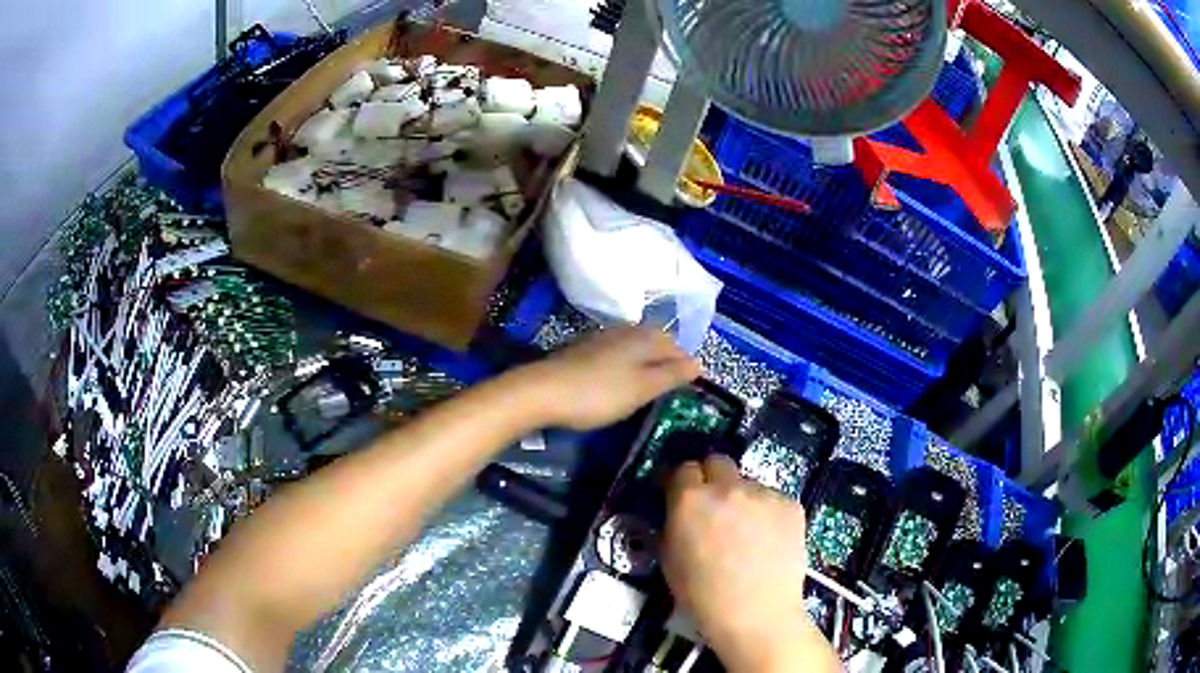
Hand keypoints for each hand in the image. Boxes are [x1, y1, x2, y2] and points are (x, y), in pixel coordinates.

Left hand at [521, 327, 700, 430]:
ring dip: (645, 360)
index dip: (684, 363)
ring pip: (633, 344)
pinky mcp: (582, 350)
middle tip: (672, 384)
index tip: (690, 384)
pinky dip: (625, 363)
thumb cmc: (599, 393)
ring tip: (648, 383)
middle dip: (666, 358)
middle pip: (654, 340)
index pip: (674, 344)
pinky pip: (614, 352)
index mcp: (642, 338)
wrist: (543, 391)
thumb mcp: (642, 388)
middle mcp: (623, 331)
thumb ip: (671, 374)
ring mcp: (600, 338)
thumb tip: (698, 362)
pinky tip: (619, 379)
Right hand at [661, 455, 839, 672]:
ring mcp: (763, 493)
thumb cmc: (702, 595)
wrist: (755, 614)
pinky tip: (768, 541)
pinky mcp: (791, 504)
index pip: (684, 469)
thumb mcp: (670, 558)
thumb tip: (682, 510)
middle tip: (716, 508)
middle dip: (714, 479)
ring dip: (743, 500)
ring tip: (748, 534)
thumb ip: (675, 523)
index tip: (685, 498)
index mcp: (690, 499)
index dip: (684, 484)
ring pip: (748, 484)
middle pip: (718, 462)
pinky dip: (768, 514)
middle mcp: (727, 487)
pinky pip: (773, 500)